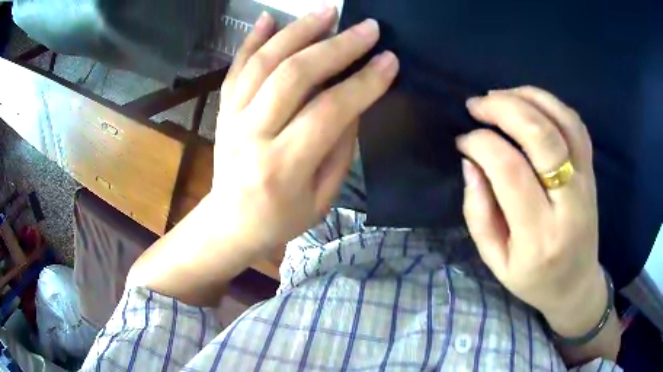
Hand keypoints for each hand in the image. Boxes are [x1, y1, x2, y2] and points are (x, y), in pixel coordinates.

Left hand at [210, 9, 398, 256]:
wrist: (230, 224)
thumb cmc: (281, 218)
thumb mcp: (322, 197)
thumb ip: (340, 147)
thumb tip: (356, 99)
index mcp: (283, 167)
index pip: (329, 111)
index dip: (364, 82)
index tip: (389, 60)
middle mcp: (252, 136)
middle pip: (294, 77)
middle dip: (336, 46)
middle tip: (367, 28)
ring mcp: (231, 120)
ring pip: (263, 64)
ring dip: (298, 31)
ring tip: (327, 11)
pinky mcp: (222, 111)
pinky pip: (236, 69)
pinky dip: (252, 40)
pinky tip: (270, 18)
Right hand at [457, 86, 605, 336]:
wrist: (575, 284)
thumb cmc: (532, 279)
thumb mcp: (495, 261)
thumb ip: (479, 213)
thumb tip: (470, 162)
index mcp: (539, 235)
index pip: (510, 171)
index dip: (481, 144)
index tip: (463, 141)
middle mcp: (569, 204)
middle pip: (542, 137)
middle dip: (504, 109)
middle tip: (476, 105)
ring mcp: (586, 182)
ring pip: (563, 121)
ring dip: (528, 98)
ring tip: (499, 96)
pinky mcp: (592, 171)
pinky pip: (576, 124)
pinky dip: (551, 103)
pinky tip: (529, 102)